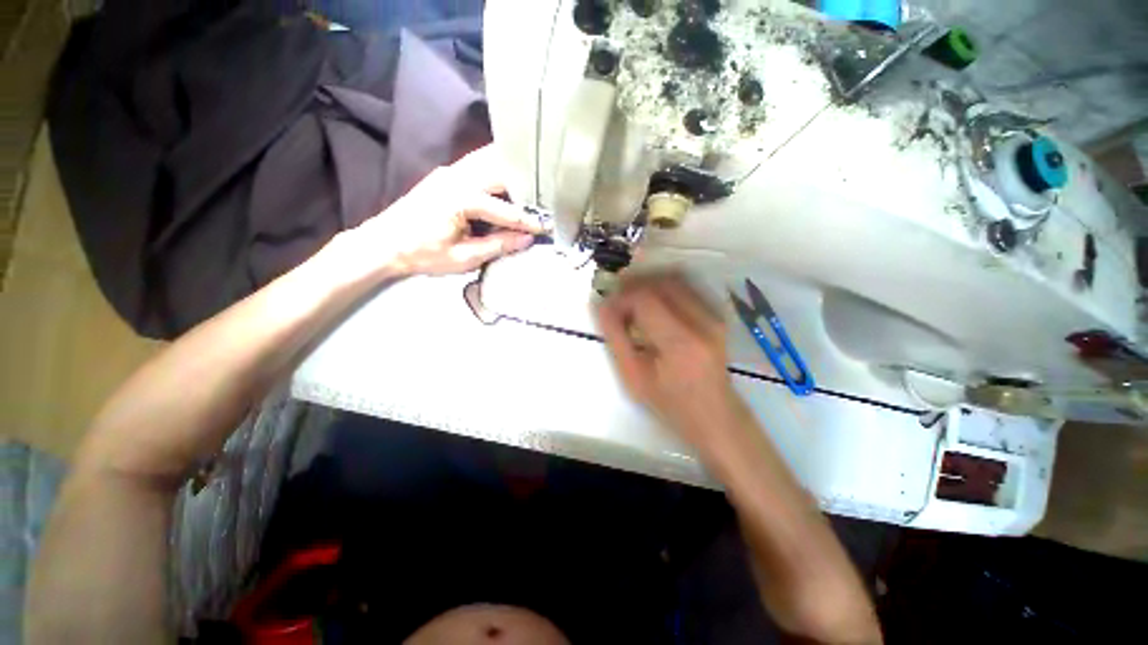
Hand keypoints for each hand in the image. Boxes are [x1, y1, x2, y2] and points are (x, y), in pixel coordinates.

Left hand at [349, 145, 544, 276]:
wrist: (384, 243)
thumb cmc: (422, 254)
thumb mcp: (463, 258)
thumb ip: (497, 246)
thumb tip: (527, 239)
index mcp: (462, 199)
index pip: (505, 210)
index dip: (528, 221)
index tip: (548, 226)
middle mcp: (457, 177)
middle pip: (500, 172)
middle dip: (525, 184)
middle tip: (547, 195)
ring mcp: (450, 171)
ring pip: (489, 161)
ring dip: (511, 170)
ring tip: (533, 180)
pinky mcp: (446, 174)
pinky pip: (477, 164)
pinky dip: (496, 167)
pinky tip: (508, 175)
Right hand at [597, 275, 744, 447]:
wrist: (714, 415)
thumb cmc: (670, 403)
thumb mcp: (633, 376)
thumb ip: (616, 337)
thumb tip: (601, 304)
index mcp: (681, 343)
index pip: (645, 299)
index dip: (622, 297)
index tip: (608, 307)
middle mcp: (703, 322)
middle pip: (661, 282)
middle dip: (633, 284)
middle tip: (616, 298)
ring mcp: (714, 316)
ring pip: (675, 278)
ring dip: (648, 282)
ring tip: (630, 298)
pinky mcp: (717, 314)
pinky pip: (687, 285)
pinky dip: (663, 285)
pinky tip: (651, 300)